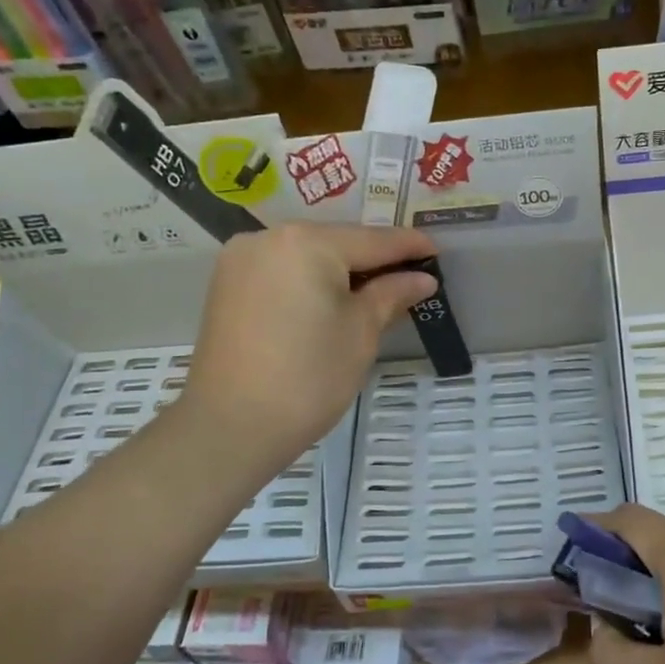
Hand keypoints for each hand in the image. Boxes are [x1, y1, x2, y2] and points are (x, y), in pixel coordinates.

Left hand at [167, 224, 438, 485]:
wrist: (230, 426)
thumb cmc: (308, 377)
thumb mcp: (361, 332)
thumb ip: (392, 294)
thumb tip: (422, 279)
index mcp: (307, 242)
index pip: (373, 240)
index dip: (410, 247)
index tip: (437, 253)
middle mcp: (269, 237)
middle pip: (337, 242)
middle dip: (374, 260)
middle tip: (410, 279)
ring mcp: (241, 259)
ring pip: (308, 256)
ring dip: (341, 271)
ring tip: (375, 294)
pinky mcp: (227, 284)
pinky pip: (283, 271)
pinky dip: (310, 281)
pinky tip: (332, 301)